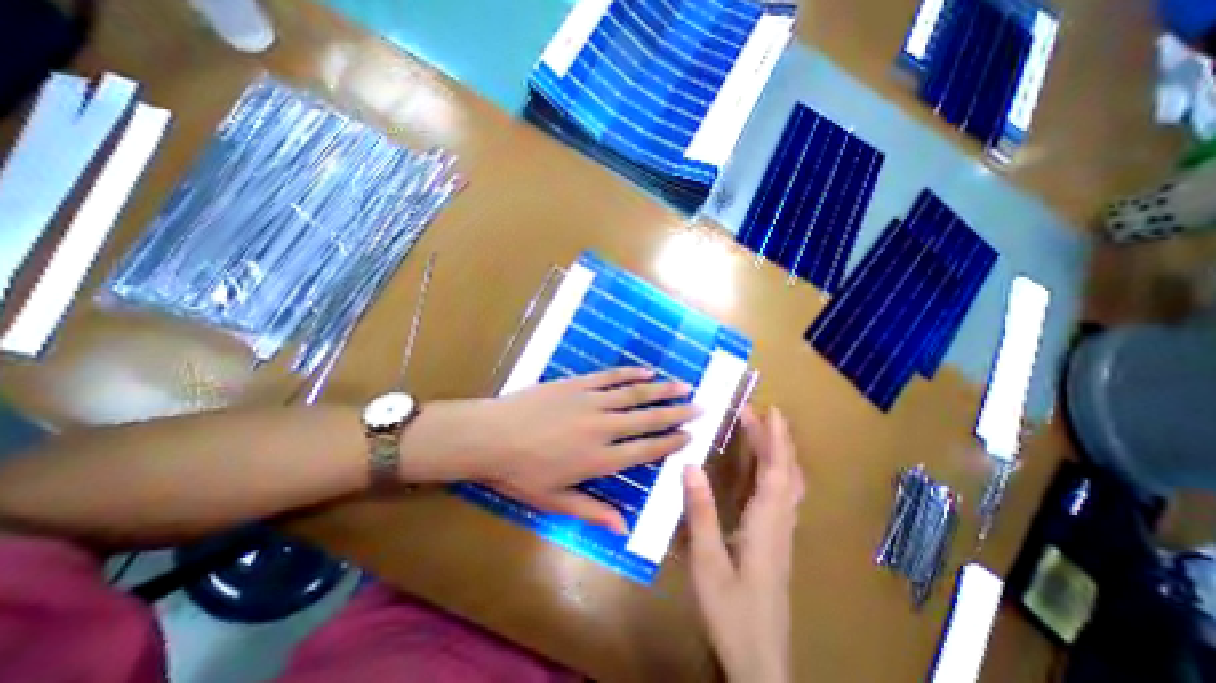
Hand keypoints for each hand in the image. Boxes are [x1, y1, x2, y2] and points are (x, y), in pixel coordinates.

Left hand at [399, 368, 698, 534]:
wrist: (489, 435)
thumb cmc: (520, 473)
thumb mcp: (553, 501)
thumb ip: (591, 511)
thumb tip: (623, 528)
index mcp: (599, 459)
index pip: (645, 450)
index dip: (669, 442)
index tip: (689, 435)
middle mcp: (603, 428)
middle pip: (648, 419)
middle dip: (676, 413)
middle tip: (699, 406)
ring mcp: (591, 401)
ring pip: (635, 394)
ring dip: (661, 390)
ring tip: (684, 385)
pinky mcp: (577, 384)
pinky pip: (610, 377)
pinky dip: (631, 373)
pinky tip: (646, 371)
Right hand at [682, 408, 804, 680]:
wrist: (760, 662)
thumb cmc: (731, 613)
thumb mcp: (707, 563)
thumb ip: (700, 513)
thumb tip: (690, 466)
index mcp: (766, 525)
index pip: (776, 472)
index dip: (776, 439)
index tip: (771, 411)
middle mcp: (780, 524)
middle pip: (787, 474)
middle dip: (776, 440)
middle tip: (759, 413)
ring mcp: (782, 534)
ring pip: (789, 485)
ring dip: (779, 454)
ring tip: (762, 432)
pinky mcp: (777, 543)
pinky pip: (783, 498)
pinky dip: (777, 474)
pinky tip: (763, 472)